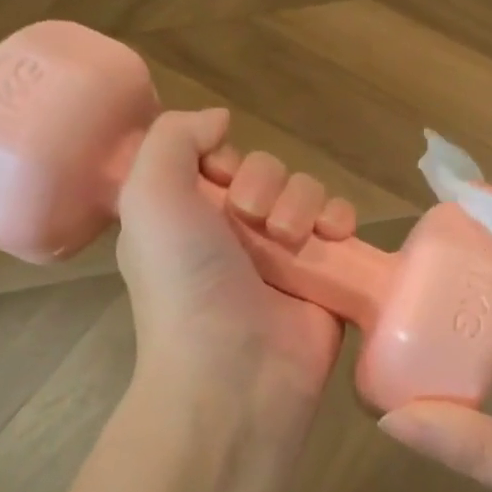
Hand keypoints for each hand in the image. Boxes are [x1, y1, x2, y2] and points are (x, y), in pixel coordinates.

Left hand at [115, 108, 349, 444]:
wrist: (236, 372)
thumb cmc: (186, 283)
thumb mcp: (150, 198)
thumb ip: (172, 139)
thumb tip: (219, 119)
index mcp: (187, 217)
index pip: (218, 160)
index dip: (224, 159)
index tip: (219, 179)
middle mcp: (233, 233)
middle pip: (268, 171)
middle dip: (265, 185)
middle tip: (252, 221)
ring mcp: (283, 255)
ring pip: (307, 192)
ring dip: (302, 203)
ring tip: (291, 240)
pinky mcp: (324, 275)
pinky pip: (341, 223)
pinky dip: (341, 220)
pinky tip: (334, 236)